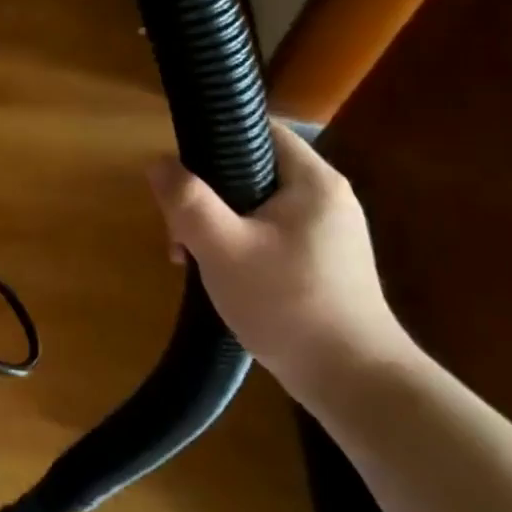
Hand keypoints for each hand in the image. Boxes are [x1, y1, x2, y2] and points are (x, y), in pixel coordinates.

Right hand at [146, 120, 410, 407]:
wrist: (353, 383)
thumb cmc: (288, 305)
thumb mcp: (222, 248)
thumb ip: (187, 201)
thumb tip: (158, 163)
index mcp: (312, 180)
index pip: (258, 128)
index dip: (213, 137)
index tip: (181, 171)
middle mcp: (325, 196)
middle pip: (249, 168)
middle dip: (205, 194)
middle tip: (179, 230)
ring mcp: (326, 230)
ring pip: (253, 203)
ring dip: (214, 222)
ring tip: (189, 257)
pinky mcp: (320, 260)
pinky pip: (266, 231)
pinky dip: (236, 241)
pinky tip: (217, 272)